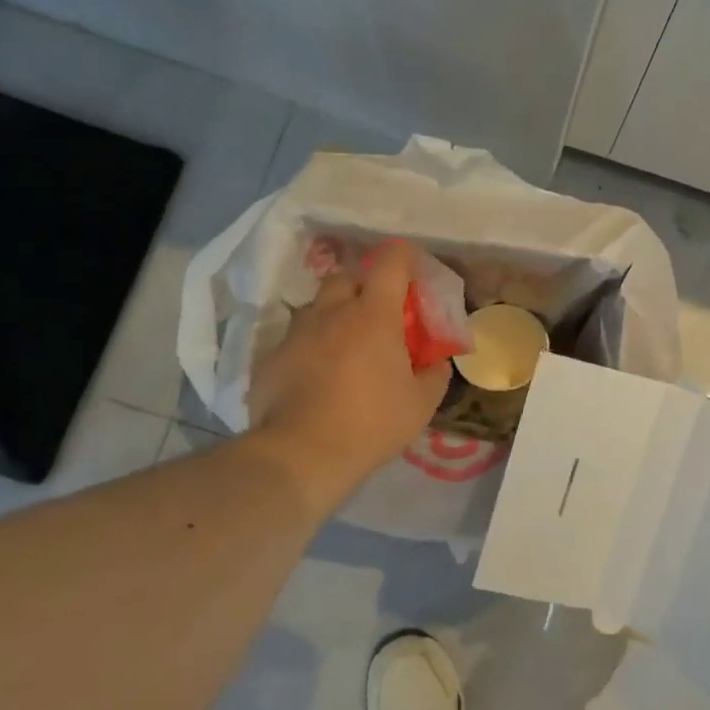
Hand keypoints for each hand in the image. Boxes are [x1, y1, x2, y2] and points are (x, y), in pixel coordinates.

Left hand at [247, 241, 451, 508]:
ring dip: (337, 315)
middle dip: (366, 286)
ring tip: (348, 347)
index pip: (391, 261)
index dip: (405, 256)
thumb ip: (434, 374)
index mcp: (373, 314)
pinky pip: (298, 339)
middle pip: (348, 277)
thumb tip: (437, 361)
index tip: (414, 268)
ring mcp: (297, 332)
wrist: (302, 453)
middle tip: (380, 314)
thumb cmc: (372, 423)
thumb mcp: (421, 404)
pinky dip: (313, 347)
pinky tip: (320, 377)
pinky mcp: (272, 356)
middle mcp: (332, 311)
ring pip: (319, 307)